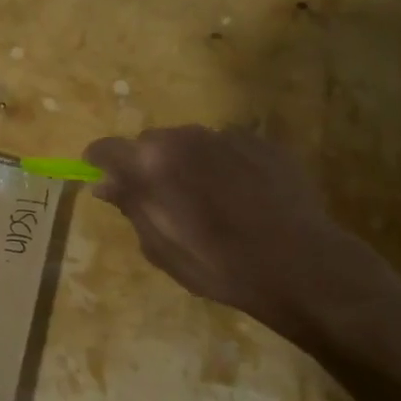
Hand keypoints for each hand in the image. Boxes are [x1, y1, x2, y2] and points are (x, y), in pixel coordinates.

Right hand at [84, 125, 374, 338]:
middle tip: (162, 199)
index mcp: (150, 163)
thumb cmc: (219, 265)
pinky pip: (227, 147)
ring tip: (208, 199)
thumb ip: (131, 207)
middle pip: (149, 142)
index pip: (105, 149)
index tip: (103, 180)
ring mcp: (225, 135)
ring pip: (189, 143)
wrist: (301, 265)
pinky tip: (242, 196)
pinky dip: (223, 164)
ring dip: (187, 163)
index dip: (99, 163)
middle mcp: (182, 137)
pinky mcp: (261, 142)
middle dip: (147, 164)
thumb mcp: (160, 248)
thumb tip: (105, 184)